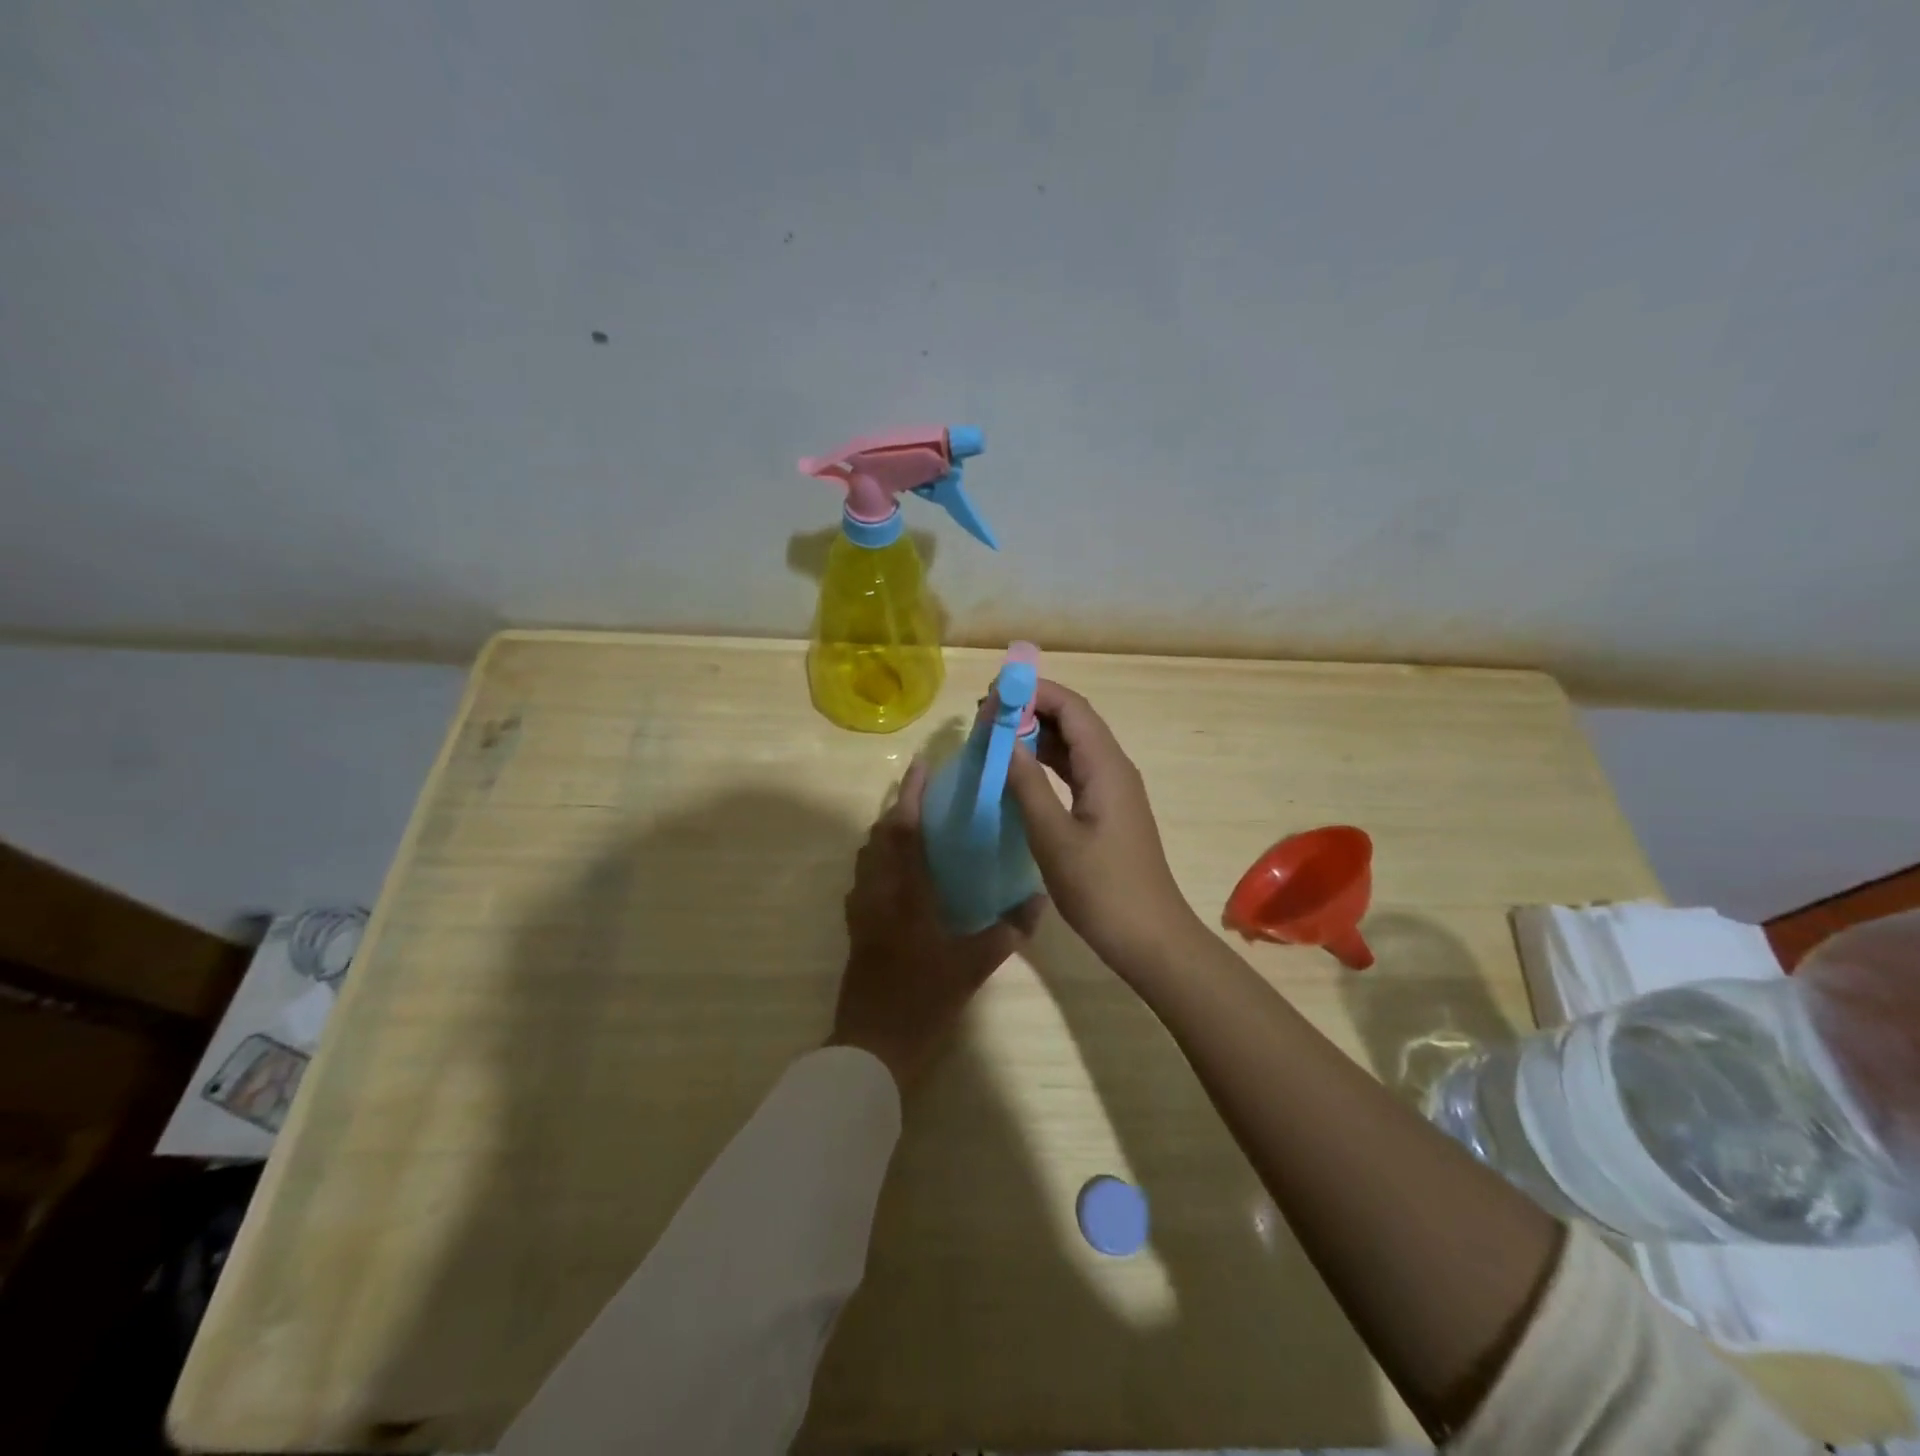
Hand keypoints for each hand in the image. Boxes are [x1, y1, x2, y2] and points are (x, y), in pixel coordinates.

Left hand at [829, 759, 1044, 1089]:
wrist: (872, 1045)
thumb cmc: (922, 1001)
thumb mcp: (972, 967)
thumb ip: (1006, 932)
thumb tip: (1038, 901)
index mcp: (903, 894)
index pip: (903, 830)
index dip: (910, 794)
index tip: (921, 765)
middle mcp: (876, 892)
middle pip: (879, 836)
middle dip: (898, 808)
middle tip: (925, 794)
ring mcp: (861, 910)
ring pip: (868, 856)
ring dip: (887, 833)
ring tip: (916, 827)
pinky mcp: (856, 928)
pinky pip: (865, 878)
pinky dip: (880, 860)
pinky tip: (903, 874)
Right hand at [1004, 679, 1200, 970]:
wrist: (1149, 937)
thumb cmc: (1101, 888)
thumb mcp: (1053, 836)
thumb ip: (1027, 784)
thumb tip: (1004, 738)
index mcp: (1105, 766)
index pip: (1071, 707)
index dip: (1033, 692)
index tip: (992, 696)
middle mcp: (1113, 768)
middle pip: (1073, 721)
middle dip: (1030, 710)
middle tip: (984, 717)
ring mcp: (1113, 790)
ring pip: (1073, 746)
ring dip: (1036, 737)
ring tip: (993, 738)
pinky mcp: (1108, 811)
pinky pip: (1075, 771)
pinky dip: (1046, 764)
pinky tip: (1019, 773)